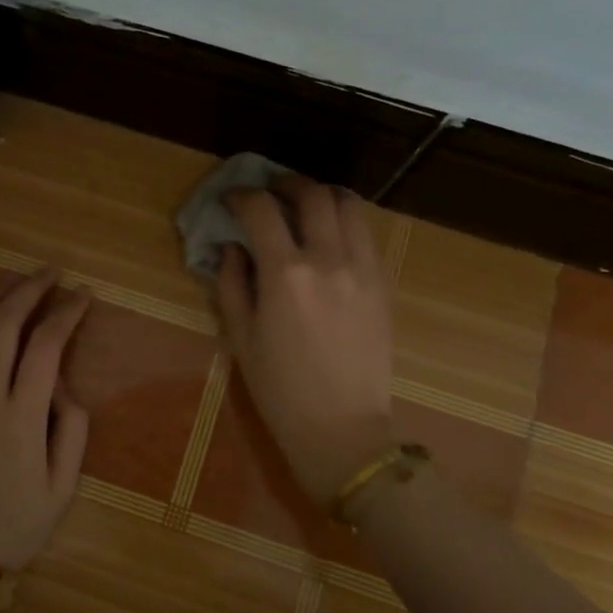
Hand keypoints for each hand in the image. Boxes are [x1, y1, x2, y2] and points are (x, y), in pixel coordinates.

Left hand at [0, 270, 91, 571]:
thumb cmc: (13, 526)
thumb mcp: (63, 487)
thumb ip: (72, 428)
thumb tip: (63, 384)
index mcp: (21, 417)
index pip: (46, 345)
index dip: (66, 312)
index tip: (83, 295)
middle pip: (2, 324)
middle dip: (28, 289)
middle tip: (49, 274)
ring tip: (9, 281)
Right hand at [215, 177, 393, 504]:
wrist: (342, 428)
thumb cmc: (280, 389)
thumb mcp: (240, 338)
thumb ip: (231, 283)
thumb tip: (232, 247)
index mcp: (286, 274)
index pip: (261, 209)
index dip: (241, 196)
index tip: (230, 199)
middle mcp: (328, 259)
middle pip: (312, 194)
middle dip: (285, 184)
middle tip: (269, 191)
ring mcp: (362, 269)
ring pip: (349, 205)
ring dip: (322, 195)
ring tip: (305, 206)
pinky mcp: (382, 283)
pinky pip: (366, 235)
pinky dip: (345, 222)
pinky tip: (330, 238)